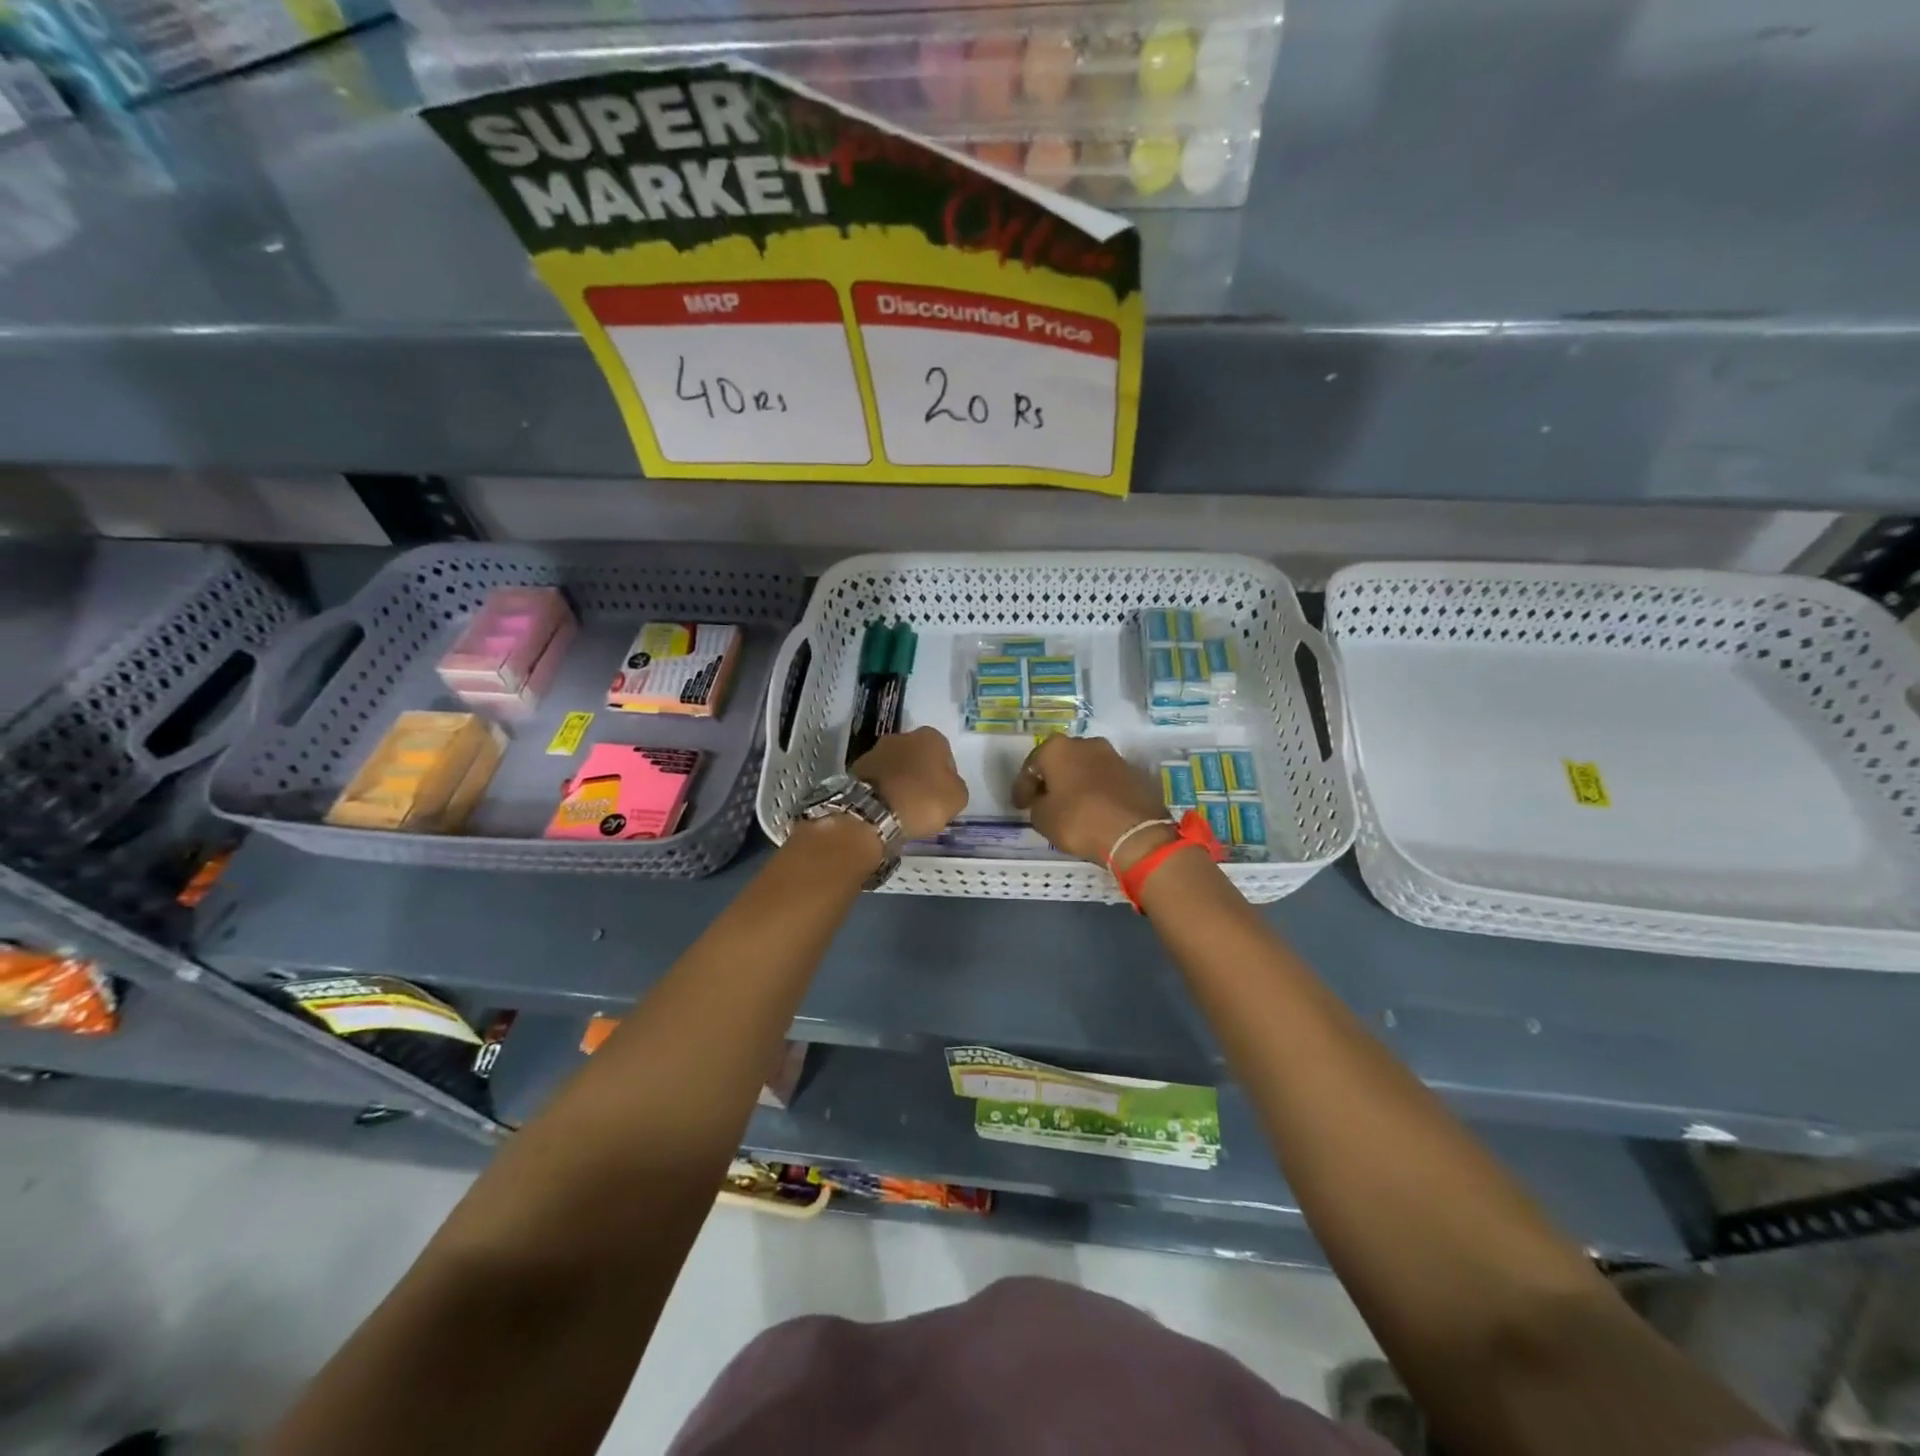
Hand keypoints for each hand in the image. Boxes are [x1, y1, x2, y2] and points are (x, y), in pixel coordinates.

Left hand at [849, 726, 968, 840]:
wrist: (872, 812)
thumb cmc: (922, 800)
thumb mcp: (957, 798)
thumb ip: (956, 786)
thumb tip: (946, 785)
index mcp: (930, 737)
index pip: (945, 755)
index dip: (946, 777)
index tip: (942, 796)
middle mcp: (902, 736)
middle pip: (918, 758)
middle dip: (920, 775)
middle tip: (923, 802)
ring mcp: (875, 750)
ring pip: (896, 767)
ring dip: (900, 782)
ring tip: (902, 808)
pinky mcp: (856, 768)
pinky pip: (877, 779)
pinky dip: (882, 790)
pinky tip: (885, 808)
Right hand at [1012, 734, 1172, 869]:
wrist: (1134, 833)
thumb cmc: (1079, 821)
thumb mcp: (1042, 818)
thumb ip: (1037, 804)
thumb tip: (1045, 801)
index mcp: (1058, 748)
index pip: (1031, 766)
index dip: (1022, 787)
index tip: (1020, 806)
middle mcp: (1086, 744)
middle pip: (1060, 761)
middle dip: (1051, 779)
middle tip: (1043, 800)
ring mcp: (1114, 756)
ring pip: (1085, 768)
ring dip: (1075, 783)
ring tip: (1070, 805)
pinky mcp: (1134, 772)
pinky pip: (1105, 780)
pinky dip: (1096, 791)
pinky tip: (1093, 809)